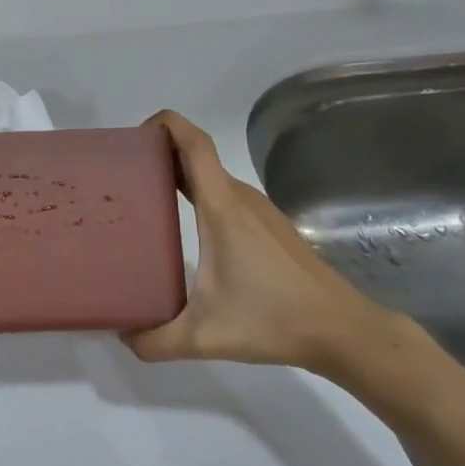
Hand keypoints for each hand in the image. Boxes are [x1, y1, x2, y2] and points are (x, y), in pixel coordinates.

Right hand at [124, 111, 402, 378]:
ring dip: (179, 174)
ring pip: (212, 176)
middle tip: (123, 174)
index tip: (134, 136)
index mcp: (222, 208)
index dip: (166, 125)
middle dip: (159, 152)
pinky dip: (199, 193)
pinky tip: (184, 225)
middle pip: (198, 155)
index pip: (194, 145)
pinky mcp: (269, 226)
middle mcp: (240, 199)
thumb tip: (121, 335)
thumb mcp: (204, 336)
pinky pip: (225, 195)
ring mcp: (259, 211)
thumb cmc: (274, 321)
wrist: (344, 331)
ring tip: (144, 197)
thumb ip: (155, 340)